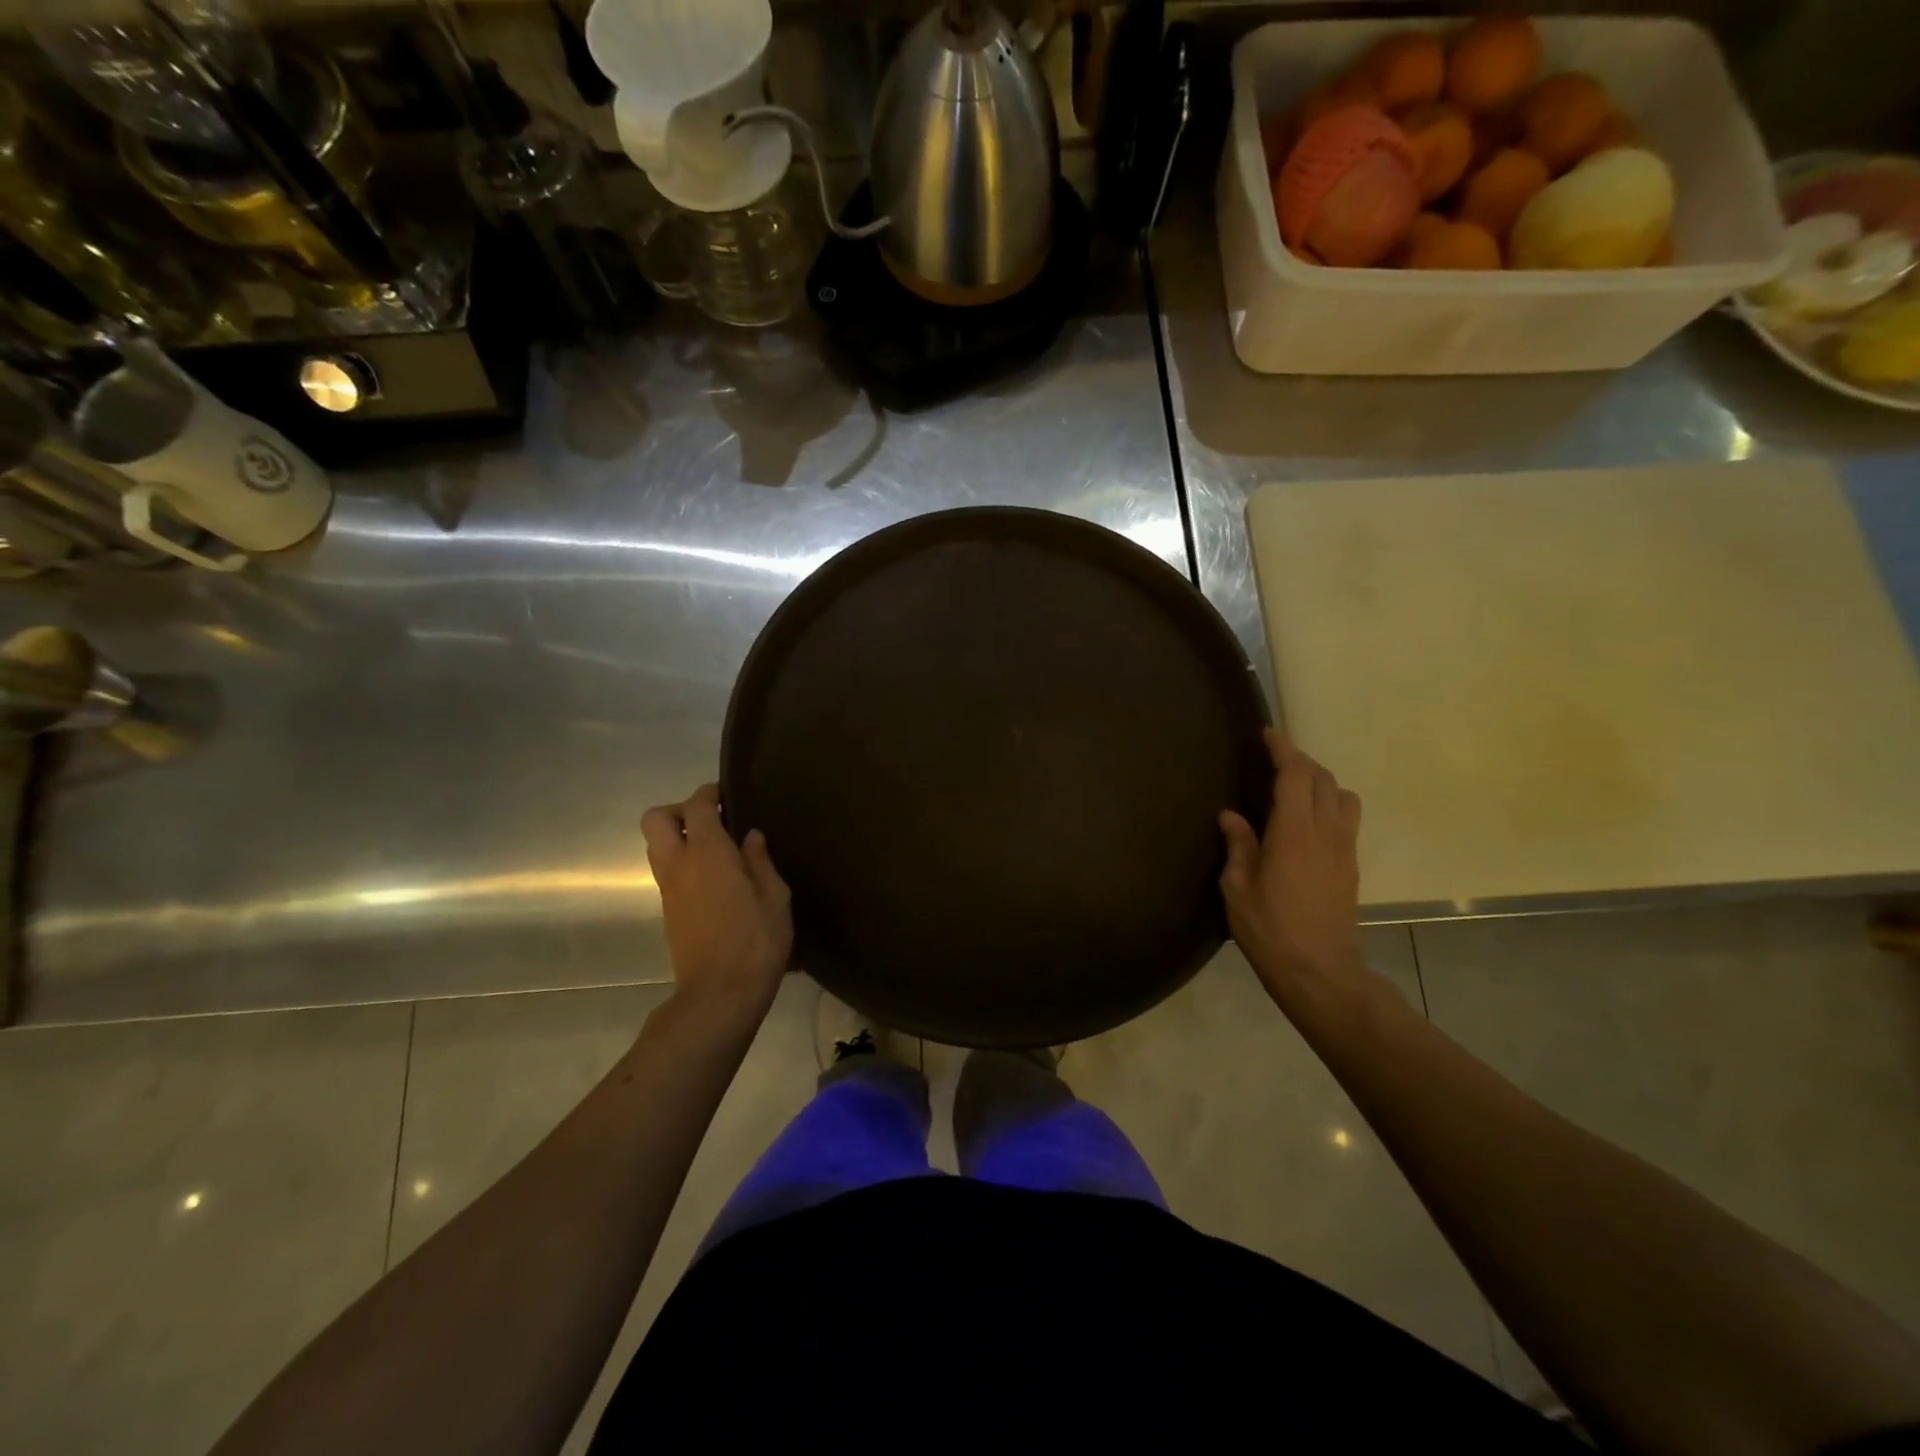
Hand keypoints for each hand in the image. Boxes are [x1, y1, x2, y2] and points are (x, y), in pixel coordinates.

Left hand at [641, 784, 792, 1025]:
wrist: (720, 995)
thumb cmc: (755, 941)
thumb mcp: (774, 897)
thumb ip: (760, 861)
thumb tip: (750, 837)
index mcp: (707, 853)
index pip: (695, 806)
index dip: (709, 793)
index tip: (728, 795)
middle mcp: (678, 865)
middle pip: (655, 819)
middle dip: (679, 810)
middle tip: (712, 821)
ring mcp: (668, 889)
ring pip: (656, 846)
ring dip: (679, 837)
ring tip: (718, 849)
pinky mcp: (668, 911)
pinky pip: (667, 870)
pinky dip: (684, 862)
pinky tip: (717, 877)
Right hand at [1218, 730, 1364, 1016]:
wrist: (1320, 971)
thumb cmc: (1269, 930)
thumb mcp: (1238, 888)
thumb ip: (1238, 846)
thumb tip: (1231, 815)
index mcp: (1294, 833)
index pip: (1295, 775)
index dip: (1283, 749)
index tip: (1267, 734)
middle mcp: (1326, 832)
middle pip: (1323, 779)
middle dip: (1300, 760)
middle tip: (1275, 756)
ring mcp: (1344, 849)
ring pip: (1343, 796)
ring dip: (1321, 780)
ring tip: (1296, 784)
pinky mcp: (1351, 865)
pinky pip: (1347, 818)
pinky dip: (1330, 802)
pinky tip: (1309, 817)